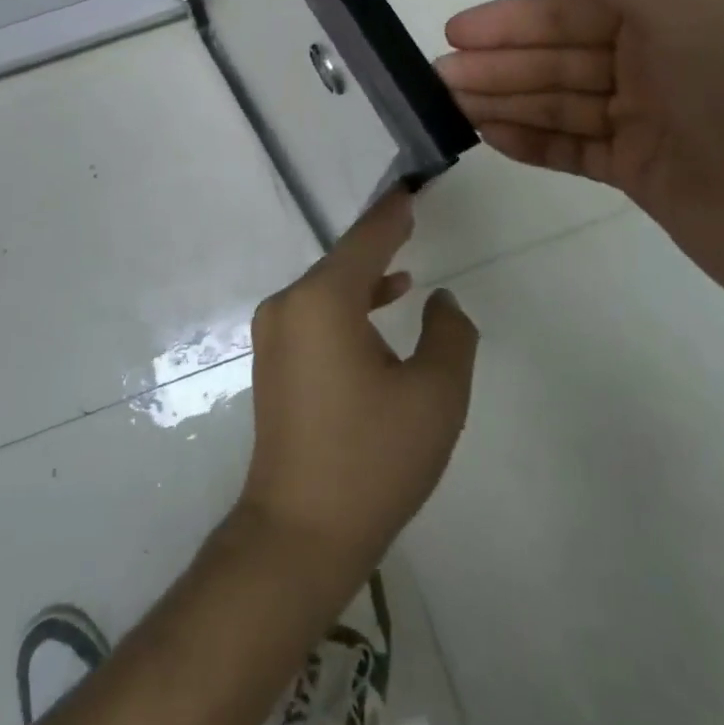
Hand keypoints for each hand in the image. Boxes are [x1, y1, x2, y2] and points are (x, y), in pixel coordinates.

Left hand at [238, 192, 477, 586]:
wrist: (299, 534)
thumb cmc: (372, 460)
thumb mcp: (435, 396)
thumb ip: (449, 335)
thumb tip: (441, 300)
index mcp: (323, 300)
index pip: (366, 239)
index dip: (393, 213)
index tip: (411, 189)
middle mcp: (290, 305)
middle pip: (344, 261)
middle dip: (380, 242)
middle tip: (411, 216)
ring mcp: (275, 333)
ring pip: (329, 289)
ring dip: (366, 278)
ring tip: (406, 269)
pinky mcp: (274, 360)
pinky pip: (316, 314)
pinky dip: (349, 306)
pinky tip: (379, 312)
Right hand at [436, 0, 723, 316]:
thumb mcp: (686, 4)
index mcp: (669, 12)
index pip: (573, 8)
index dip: (513, 18)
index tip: (458, 31)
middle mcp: (655, 60)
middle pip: (560, 55)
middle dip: (500, 62)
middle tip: (440, 75)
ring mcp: (648, 119)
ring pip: (560, 101)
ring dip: (506, 100)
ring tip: (451, 105)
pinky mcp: (642, 172)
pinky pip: (574, 149)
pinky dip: (533, 142)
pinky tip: (491, 136)